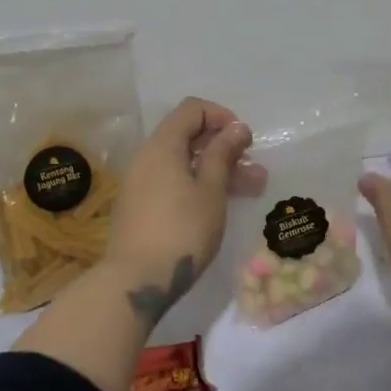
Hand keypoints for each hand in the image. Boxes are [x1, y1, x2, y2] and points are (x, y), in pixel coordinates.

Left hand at [104, 97, 264, 323]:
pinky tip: (220, 204)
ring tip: (251, 189)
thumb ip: (223, 154)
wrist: (135, 281)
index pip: (192, 109)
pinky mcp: (140, 205)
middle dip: (225, 148)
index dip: (222, 117)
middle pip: (188, 136)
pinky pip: (172, 181)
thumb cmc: (182, 230)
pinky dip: (198, 184)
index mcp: (163, 145)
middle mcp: (147, 156)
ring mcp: (140, 182)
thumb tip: (236, 127)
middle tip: (255, 170)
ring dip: (217, 169)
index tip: (244, 141)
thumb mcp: (211, 190)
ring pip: (184, 162)